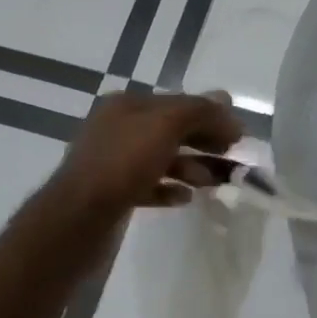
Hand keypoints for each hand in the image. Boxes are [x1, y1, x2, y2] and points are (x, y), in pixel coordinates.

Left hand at [51, 89, 243, 217]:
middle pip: (171, 130)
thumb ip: (198, 111)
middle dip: (204, 141)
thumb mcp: (165, 126)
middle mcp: (118, 129)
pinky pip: (148, 186)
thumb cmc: (122, 164)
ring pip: (162, 159)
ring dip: (191, 167)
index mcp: (127, 106)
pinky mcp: (113, 193)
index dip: (211, 115)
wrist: (77, 217)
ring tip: (213, 183)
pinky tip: (185, 198)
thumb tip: (225, 100)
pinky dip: (169, 189)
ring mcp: (114, 162)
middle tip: (233, 158)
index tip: (239, 135)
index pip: (178, 103)